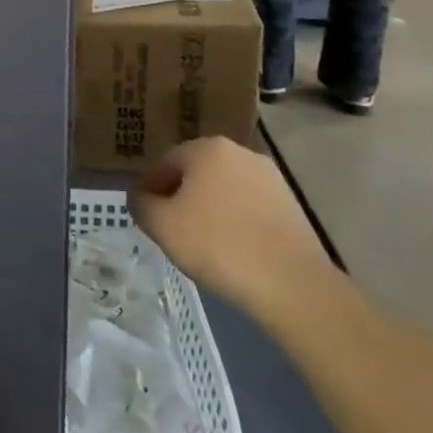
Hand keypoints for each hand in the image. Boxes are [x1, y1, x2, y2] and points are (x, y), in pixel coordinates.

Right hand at [128, 137, 333, 317]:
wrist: (292, 284)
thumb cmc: (217, 245)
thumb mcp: (161, 224)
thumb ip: (141, 203)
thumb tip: (141, 197)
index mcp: (206, 149)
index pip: (164, 163)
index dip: (149, 189)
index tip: (144, 215)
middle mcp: (240, 153)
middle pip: (196, 174)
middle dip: (180, 197)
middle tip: (170, 228)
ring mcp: (271, 179)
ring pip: (224, 190)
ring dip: (209, 209)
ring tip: (201, 242)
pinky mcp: (292, 206)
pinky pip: (249, 208)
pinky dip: (235, 222)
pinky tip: (231, 249)